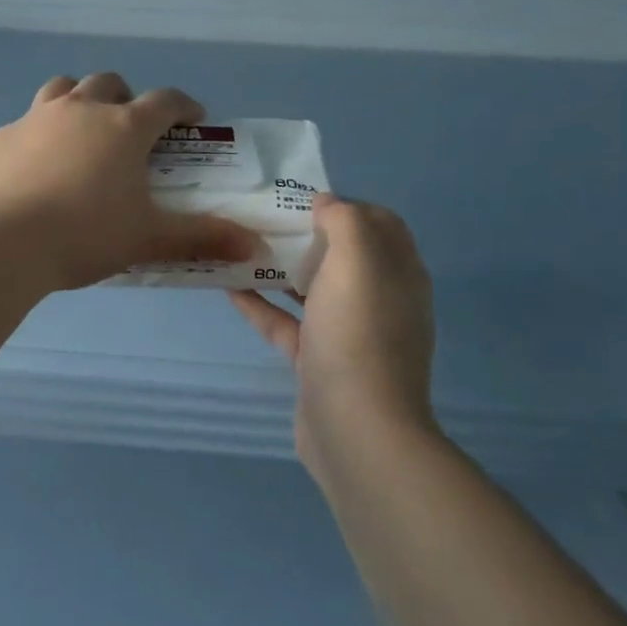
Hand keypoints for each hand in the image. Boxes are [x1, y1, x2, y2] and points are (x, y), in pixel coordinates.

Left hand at [0, 73, 255, 290]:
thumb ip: (202, 237)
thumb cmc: (86, 234)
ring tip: (81, 135)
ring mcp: (34, 119)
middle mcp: (80, 109)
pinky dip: (37, 138)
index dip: (184, 106)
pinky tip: (34, 169)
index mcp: (124, 127)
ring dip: (78, 102)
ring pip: (62, 90)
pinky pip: (24, 126)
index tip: (192, 120)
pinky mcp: (0, 138)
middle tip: (130, 131)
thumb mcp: (149, 238)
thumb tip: (254, 245)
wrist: (4, 243)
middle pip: (109, 83)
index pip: (166, 101)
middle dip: (126, 98)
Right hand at [229, 194, 437, 483]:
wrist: (356, 427)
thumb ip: (345, 220)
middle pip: (344, 256)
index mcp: (398, 273)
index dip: (345, 204)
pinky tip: (228, 289)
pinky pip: (287, 323)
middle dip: (307, 234)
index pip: (380, 223)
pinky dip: (262, 305)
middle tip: (264, 219)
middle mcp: (379, 300)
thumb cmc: (358, 333)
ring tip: (241, 246)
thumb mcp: (357, 260)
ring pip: (313, 290)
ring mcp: (349, 334)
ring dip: (281, 268)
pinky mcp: (319, 362)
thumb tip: (327, 203)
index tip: (301, 198)